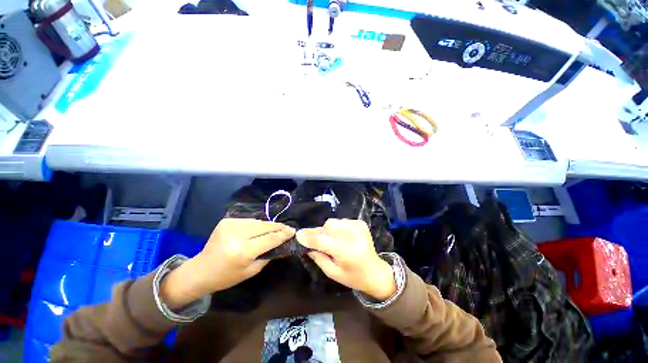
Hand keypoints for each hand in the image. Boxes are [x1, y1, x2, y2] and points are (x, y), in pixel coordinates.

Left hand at [161, 218, 294, 308]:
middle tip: (288, 227)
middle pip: (264, 227)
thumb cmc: (227, 276)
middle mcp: (237, 235)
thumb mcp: (251, 271)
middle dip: (278, 227)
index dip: (283, 234)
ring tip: (277, 227)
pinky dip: (257, 224)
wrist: (200, 270)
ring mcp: (230, 226)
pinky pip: (248, 221)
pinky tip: (260, 228)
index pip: (270, 239)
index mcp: (243, 251)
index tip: (293, 231)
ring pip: (258, 222)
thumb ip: (268, 256)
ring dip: (268, 224)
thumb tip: (282, 244)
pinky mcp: (226, 221)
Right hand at [297, 219, 396, 300]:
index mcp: (346, 252)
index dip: (309, 237)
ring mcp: (358, 227)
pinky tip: (341, 237)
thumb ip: (318, 257)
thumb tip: (305, 243)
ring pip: (333, 222)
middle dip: (319, 233)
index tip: (298, 235)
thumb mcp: (333, 273)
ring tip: (331, 240)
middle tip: (316, 241)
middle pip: (328, 227)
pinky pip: (341, 221)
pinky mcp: (361, 223)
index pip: (323, 241)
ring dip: (328, 230)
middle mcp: (353, 236)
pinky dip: (337, 228)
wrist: (375, 271)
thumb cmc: (353, 277)